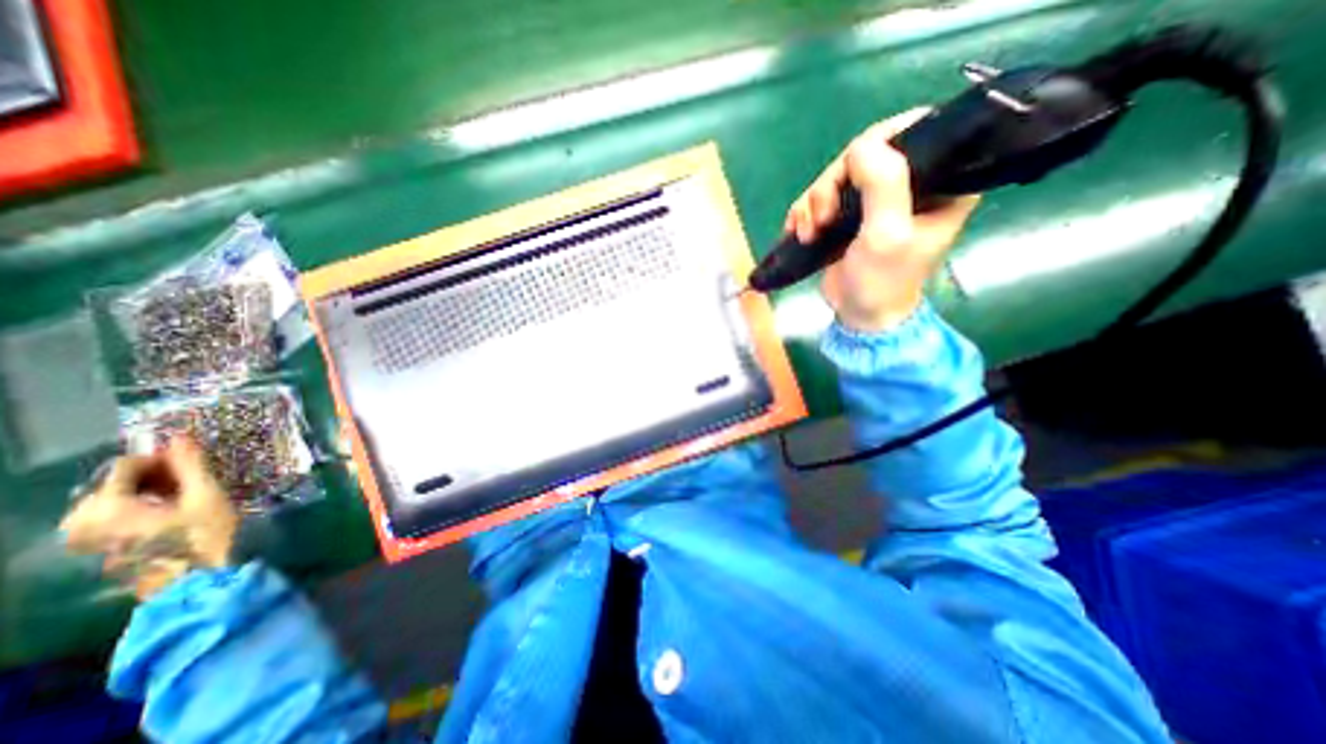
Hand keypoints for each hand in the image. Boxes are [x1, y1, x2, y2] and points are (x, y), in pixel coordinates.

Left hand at [57, 440, 238, 600]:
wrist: (196, 579)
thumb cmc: (204, 534)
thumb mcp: (206, 495)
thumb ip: (190, 465)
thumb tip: (178, 436)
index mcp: (104, 507)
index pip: (123, 467)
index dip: (160, 459)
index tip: (190, 463)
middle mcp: (80, 522)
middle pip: (112, 484)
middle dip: (150, 476)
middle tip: (188, 479)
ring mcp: (82, 540)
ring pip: (110, 501)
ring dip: (144, 491)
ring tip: (180, 495)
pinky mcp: (94, 549)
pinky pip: (109, 517)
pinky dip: (136, 508)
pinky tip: (166, 513)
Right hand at [780, 109, 976, 330]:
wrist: (859, 315)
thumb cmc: (882, 281)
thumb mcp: (887, 234)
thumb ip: (883, 184)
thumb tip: (860, 147)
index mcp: (941, 180)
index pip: (917, 129)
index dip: (880, 140)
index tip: (853, 169)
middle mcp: (910, 182)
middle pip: (865, 153)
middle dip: (833, 184)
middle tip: (822, 218)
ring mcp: (875, 198)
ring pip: (837, 175)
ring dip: (814, 202)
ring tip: (809, 232)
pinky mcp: (848, 213)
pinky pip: (820, 195)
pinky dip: (805, 211)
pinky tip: (800, 232)